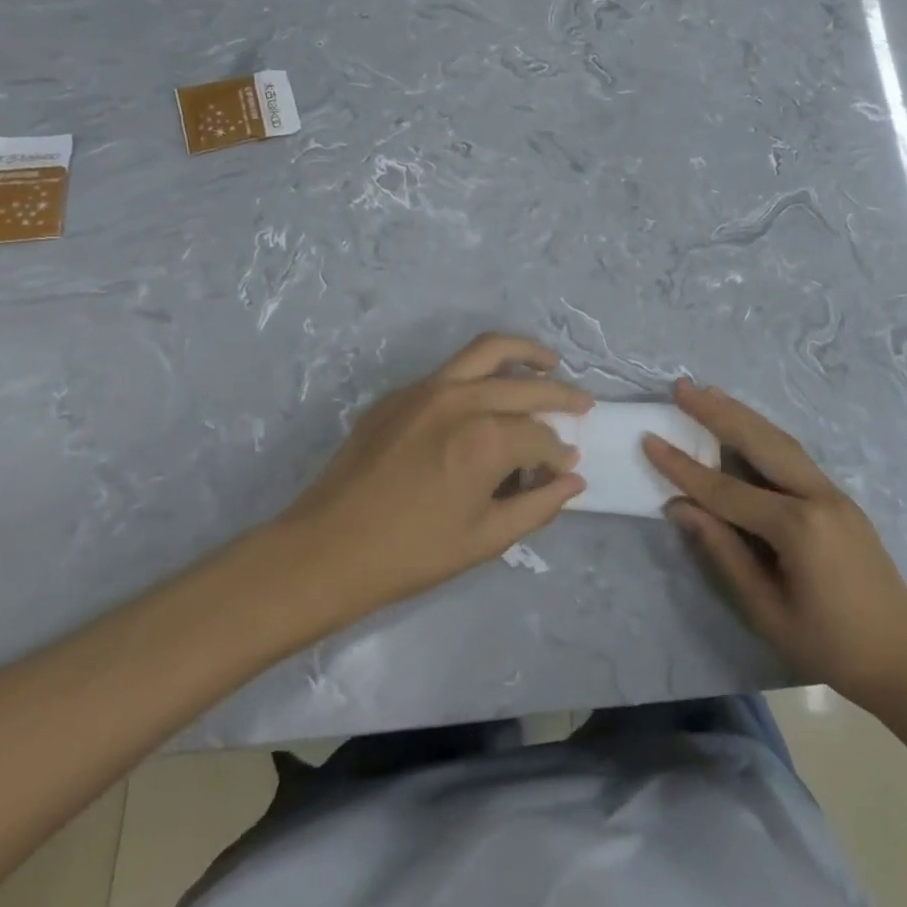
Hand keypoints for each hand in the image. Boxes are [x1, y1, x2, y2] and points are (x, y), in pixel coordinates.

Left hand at [274, 334, 591, 623]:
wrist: (324, 551)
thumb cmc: (411, 554)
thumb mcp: (485, 540)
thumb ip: (538, 506)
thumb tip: (573, 480)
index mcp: (486, 440)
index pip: (541, 436)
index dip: (558, 455)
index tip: (564, 469)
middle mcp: (462, 400)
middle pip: (526, 385)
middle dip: (561, 396)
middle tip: (582, 406)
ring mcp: (427, 389)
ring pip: (489, 351)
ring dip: (526, 354)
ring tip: (550, 362)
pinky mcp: (400, 393)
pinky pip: (452, 370)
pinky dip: (482, 372)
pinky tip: (488, 393)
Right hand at [644, 380, 906, 712]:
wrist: (906, 660)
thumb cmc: (830, 647)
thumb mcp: (766, 609)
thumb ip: (723, 552)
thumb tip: (679, 508)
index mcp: (797, 526)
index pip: (726, 490)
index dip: (683, 468)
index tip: (650, 438)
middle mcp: (817, 496)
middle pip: (759, 442)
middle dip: (717, 413)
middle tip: (682, 387)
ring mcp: (834, 493)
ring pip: (781, 441)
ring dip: (743, 415)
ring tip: (710, 393)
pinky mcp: (841, 499)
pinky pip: (796, 456)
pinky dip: (766, 435)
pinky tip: (748, 427)